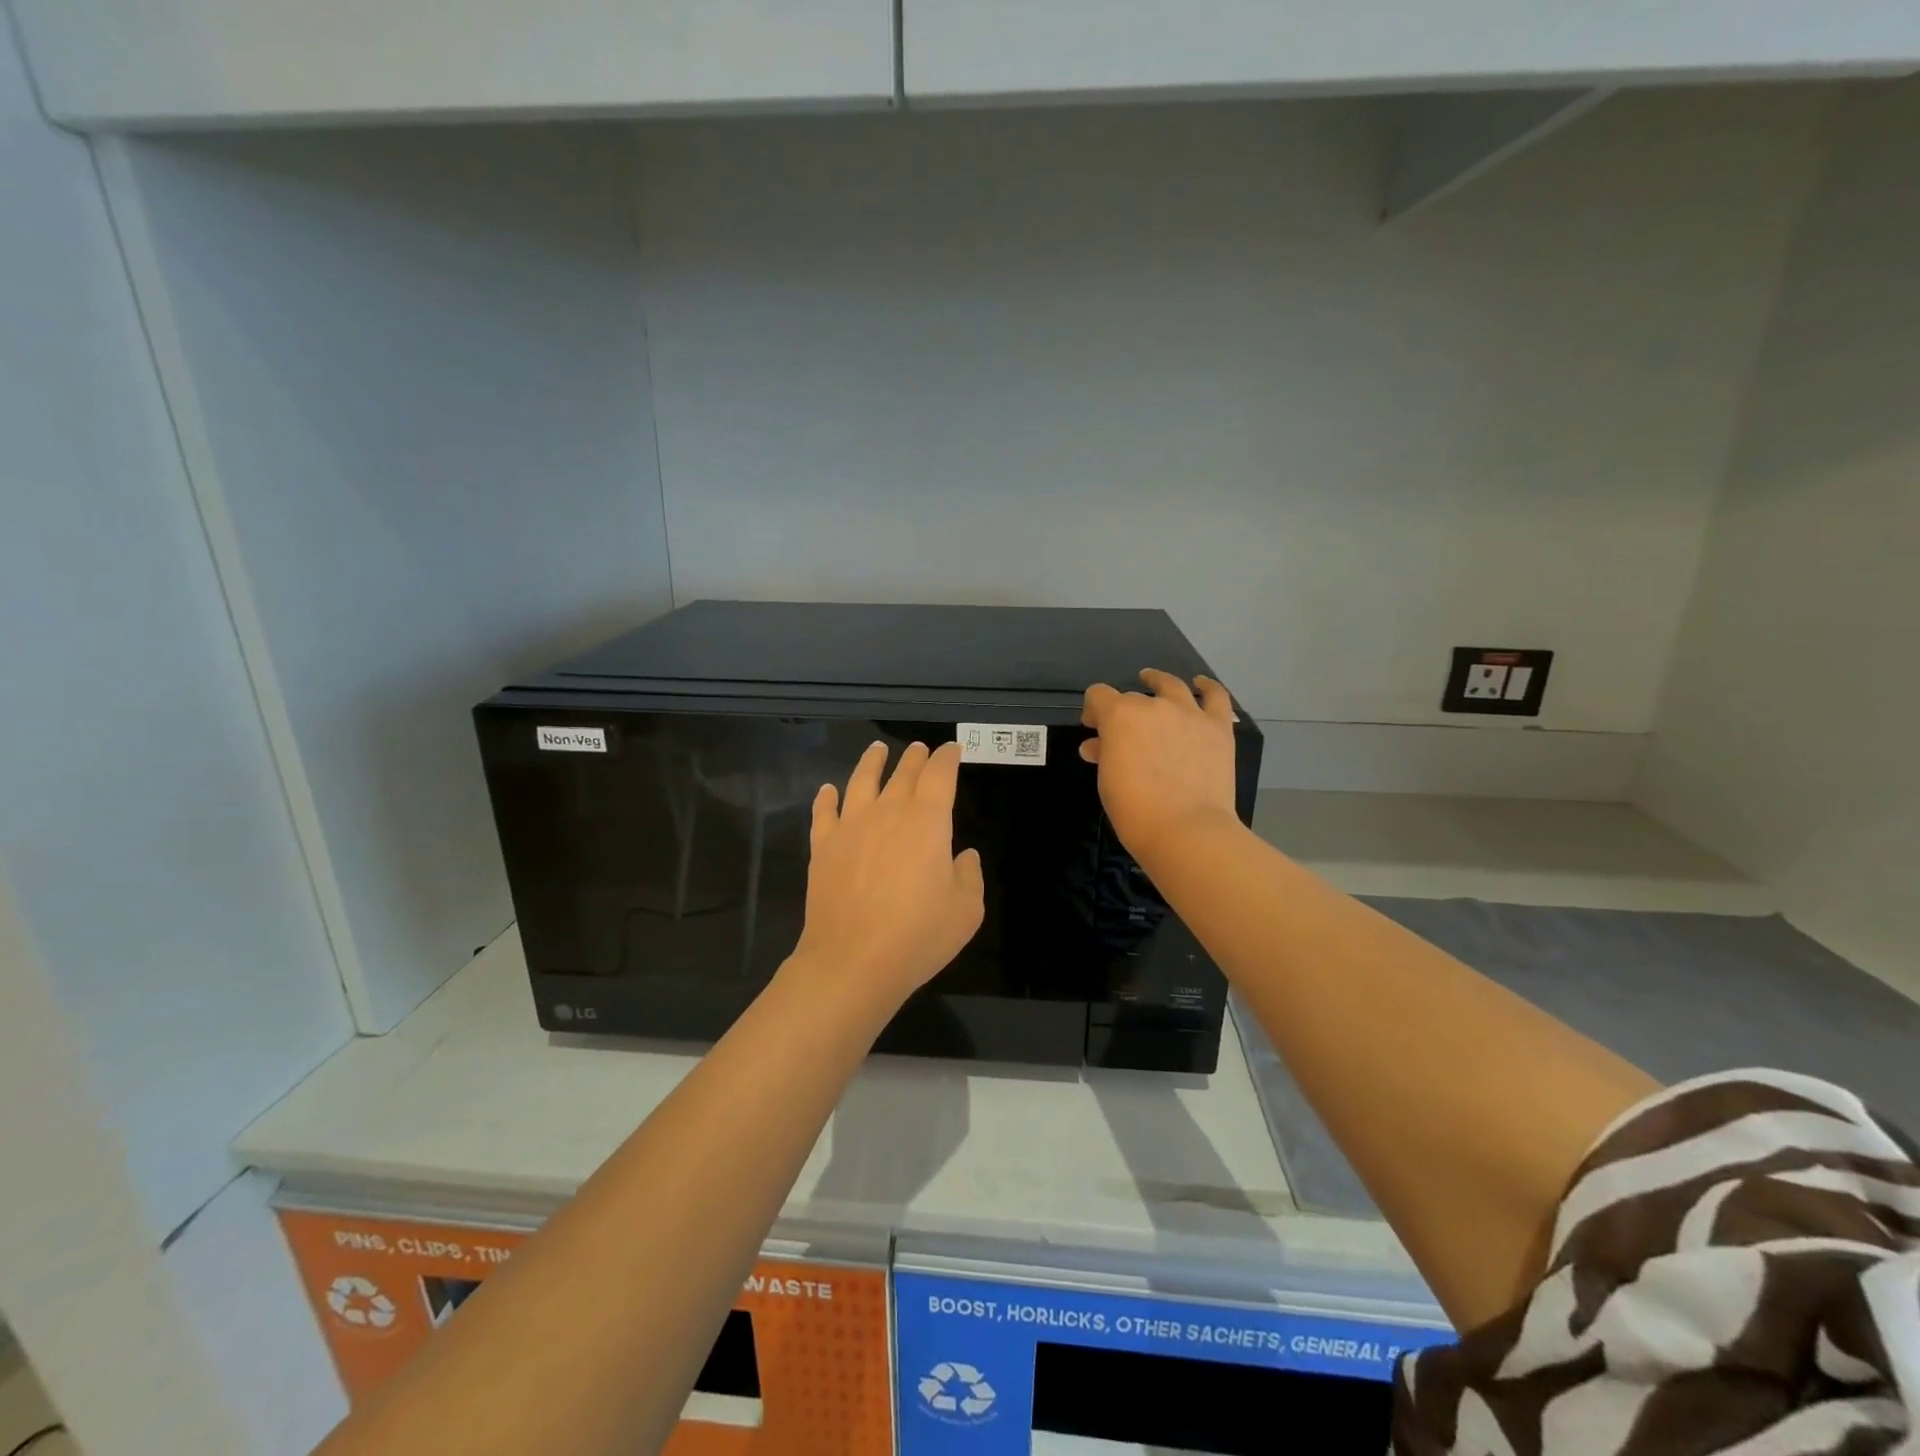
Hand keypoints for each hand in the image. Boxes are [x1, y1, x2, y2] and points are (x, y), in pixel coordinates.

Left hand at [790, 740, 984, 1016]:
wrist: (852, 961)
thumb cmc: (918, 935)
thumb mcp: (966, 910)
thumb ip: (969, 875)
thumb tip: (962, 855)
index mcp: (927, 821)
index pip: (940, 775)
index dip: (947, 758)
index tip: (952, 750)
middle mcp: (888, 812)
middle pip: (903, 773)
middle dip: (915, 758)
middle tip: (920, 748)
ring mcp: (851, 827)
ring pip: (861, 781)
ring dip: (872, 762)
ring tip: (877, 750)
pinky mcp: (823, 847)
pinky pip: (824, 812)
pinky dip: (826, 798)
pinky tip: (828, 790)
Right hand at [1080, 670, 1240, 865]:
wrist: (1187, 830)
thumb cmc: (1136, 810)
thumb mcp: (1107, 781)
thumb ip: (1103, 755)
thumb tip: (1097, 746)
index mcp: (1120, 716)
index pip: (1098, 696)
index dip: (1093, 710)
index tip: (1093, 730)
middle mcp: (1154, 706)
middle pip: (1132, 697)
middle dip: (1122, 711)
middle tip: (1122, 733)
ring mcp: (1189, 714)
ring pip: (1171, 686)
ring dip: (1158, 682)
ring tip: (1153, 681)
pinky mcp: (1217, 727)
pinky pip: (1215, 696)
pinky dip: (1207, 687)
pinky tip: (1201, 685)